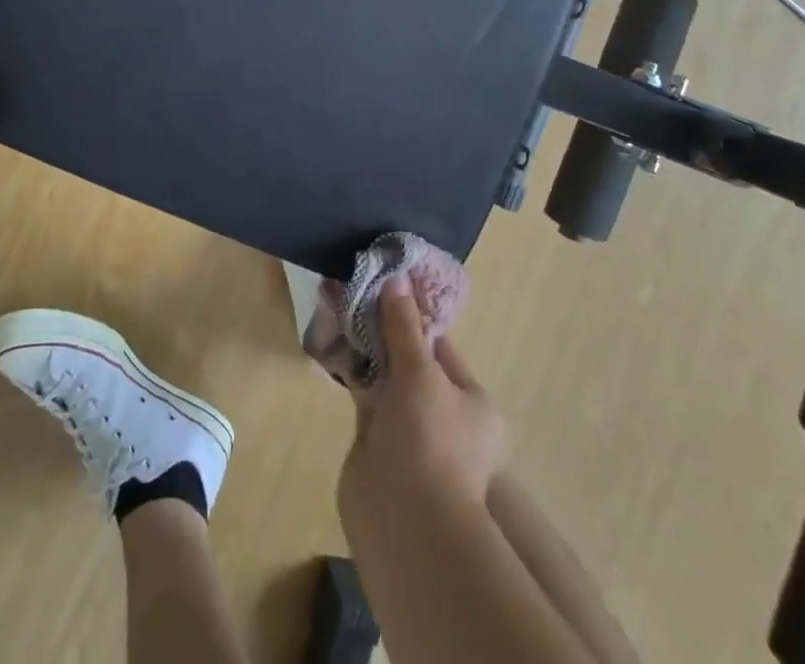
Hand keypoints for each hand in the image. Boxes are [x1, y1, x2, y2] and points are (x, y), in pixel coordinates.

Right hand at [338, 278, 506, 526]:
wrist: (406, 524)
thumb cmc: (430, 441)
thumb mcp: (422, 374)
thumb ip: (404, 328)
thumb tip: (396, 279)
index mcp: (471, 402)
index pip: (441, 346)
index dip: (414, 313)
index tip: (387, 281)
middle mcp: (443, 415)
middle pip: (411, 359)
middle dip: (385, 326)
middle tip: (357, 287)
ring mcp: (409, 430)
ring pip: (385, 375)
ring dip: (365, 344)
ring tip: (340, 301)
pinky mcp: (376, 442)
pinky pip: (365, 394)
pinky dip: (352, 368)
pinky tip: (333, 338)